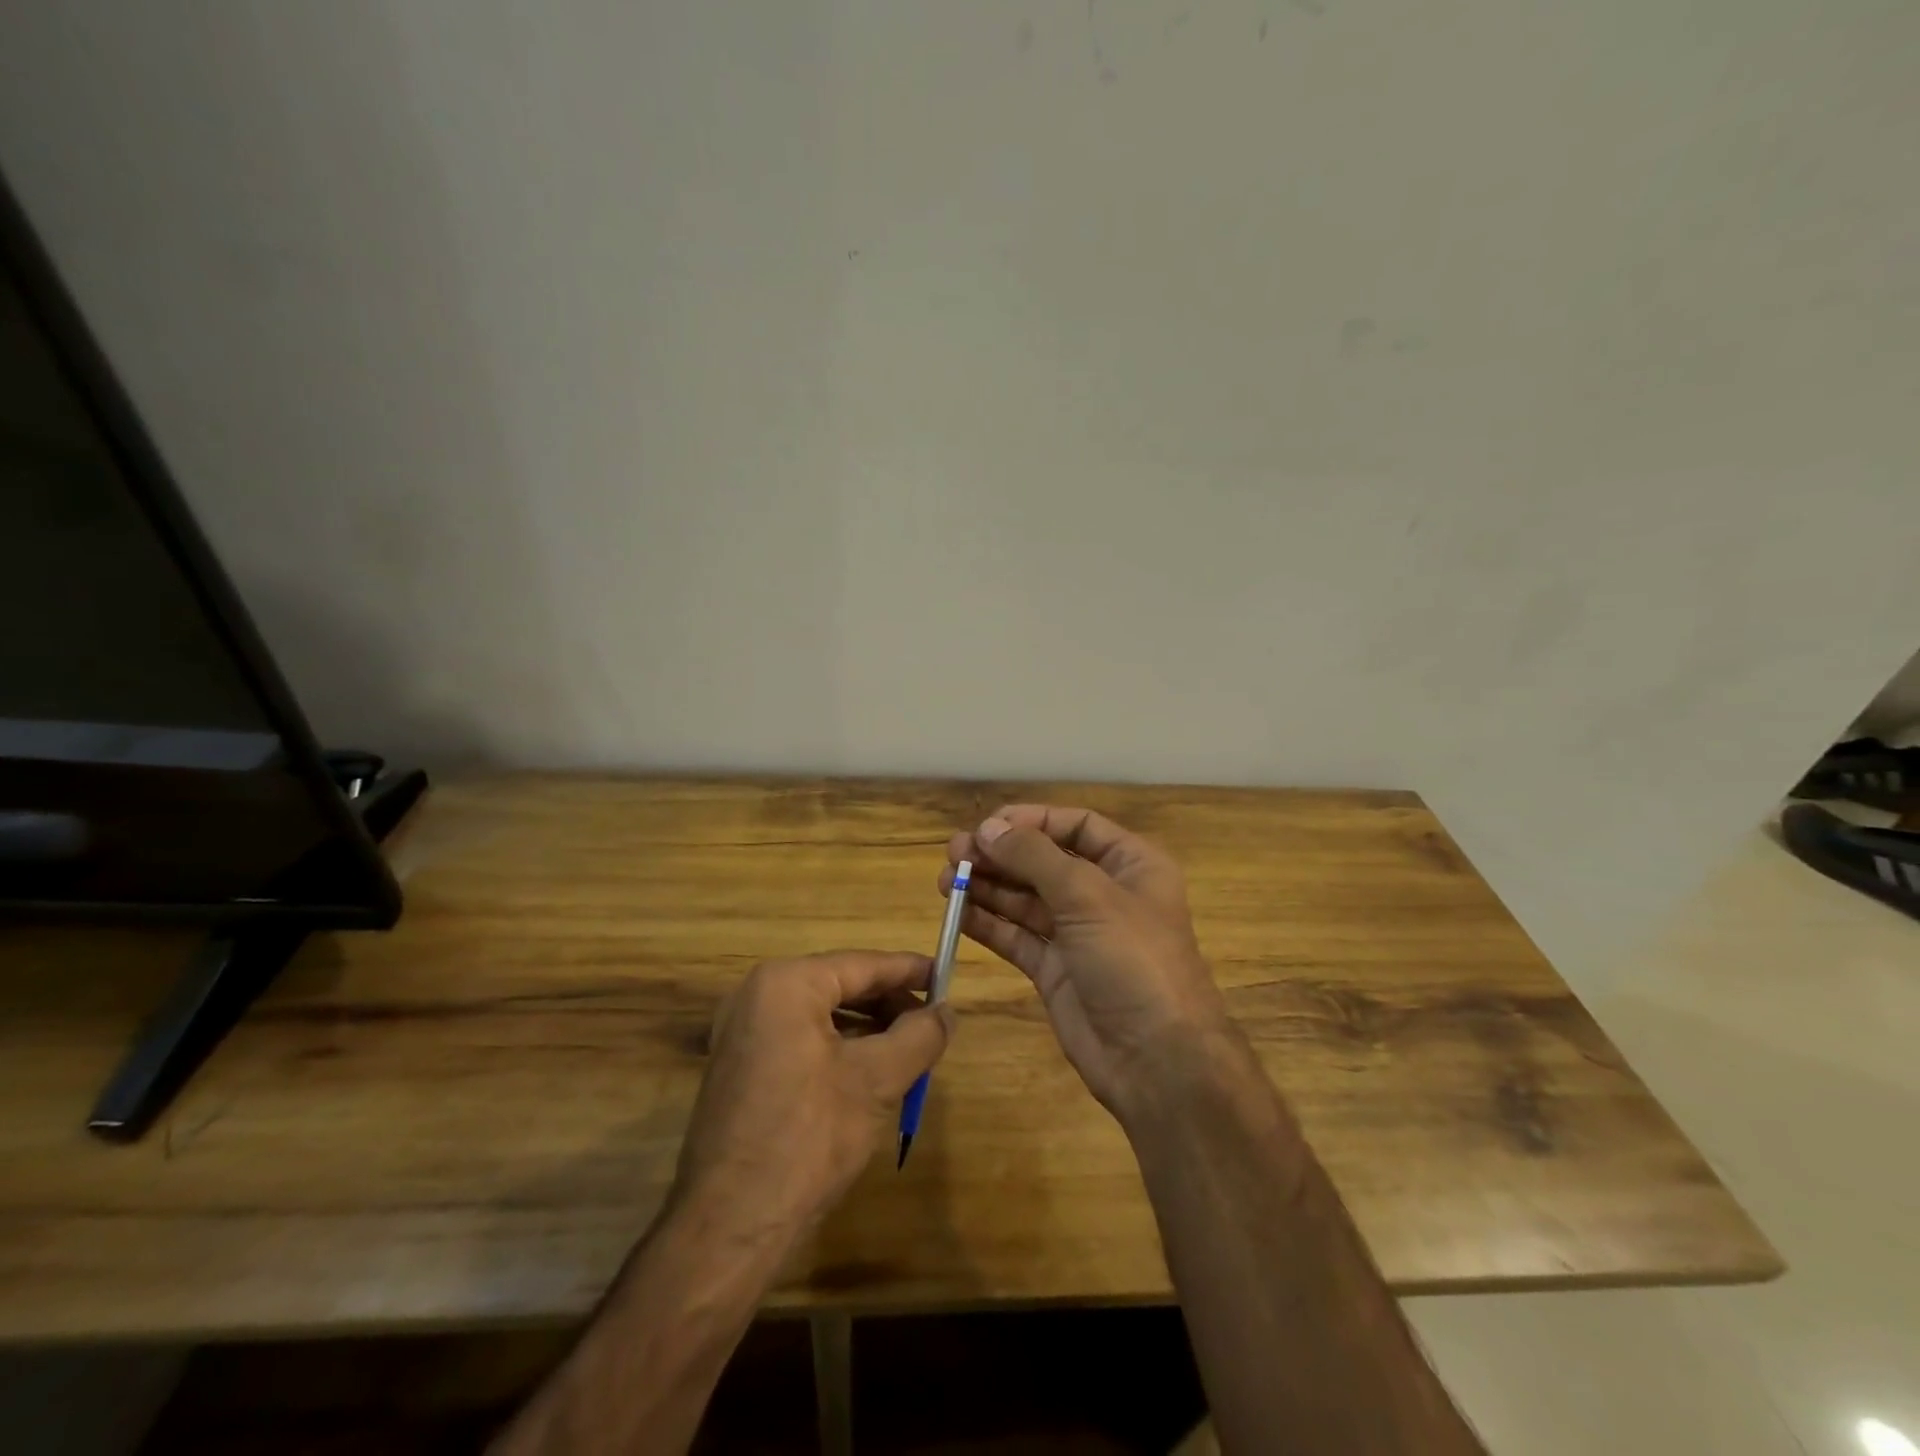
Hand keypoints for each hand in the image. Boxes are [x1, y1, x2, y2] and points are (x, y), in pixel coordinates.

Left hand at [673, 952, 949, 1237]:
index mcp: (785, 984)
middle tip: (933, 1023)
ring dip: (869, 1029)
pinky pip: (801, 1040)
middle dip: (890, 1004)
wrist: (729, 1228)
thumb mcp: (875, 1081)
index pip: (862, 964)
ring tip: (910, 1050)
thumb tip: (946, 1012)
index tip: (947, 975)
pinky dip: (840, 1049)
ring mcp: (743, 1033)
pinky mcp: (740, 1067)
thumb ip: (919, 1036)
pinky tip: (870, 1074)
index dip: (909, 970)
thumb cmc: (807, 1139)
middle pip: (840, 986)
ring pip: (822, 1015)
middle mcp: (757, 996)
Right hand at [941, 806, 1234, 1121]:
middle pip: (1045, 861)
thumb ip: (1034, 857)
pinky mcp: (1055, 970)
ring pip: (1026, 899)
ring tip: (946, 879)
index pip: (1077, 826)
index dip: (1033, 820)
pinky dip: (988, 923)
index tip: (988, 825)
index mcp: (1131, 865)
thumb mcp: (1088, 896)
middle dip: (1001, 854)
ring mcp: (1078, 934)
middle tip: (955, 852)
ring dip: (988, 887)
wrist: (1156, 1060)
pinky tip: (957, 913)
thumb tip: (988, 828)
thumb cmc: (1133, 960)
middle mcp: (1104, 894)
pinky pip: (1017, 936)